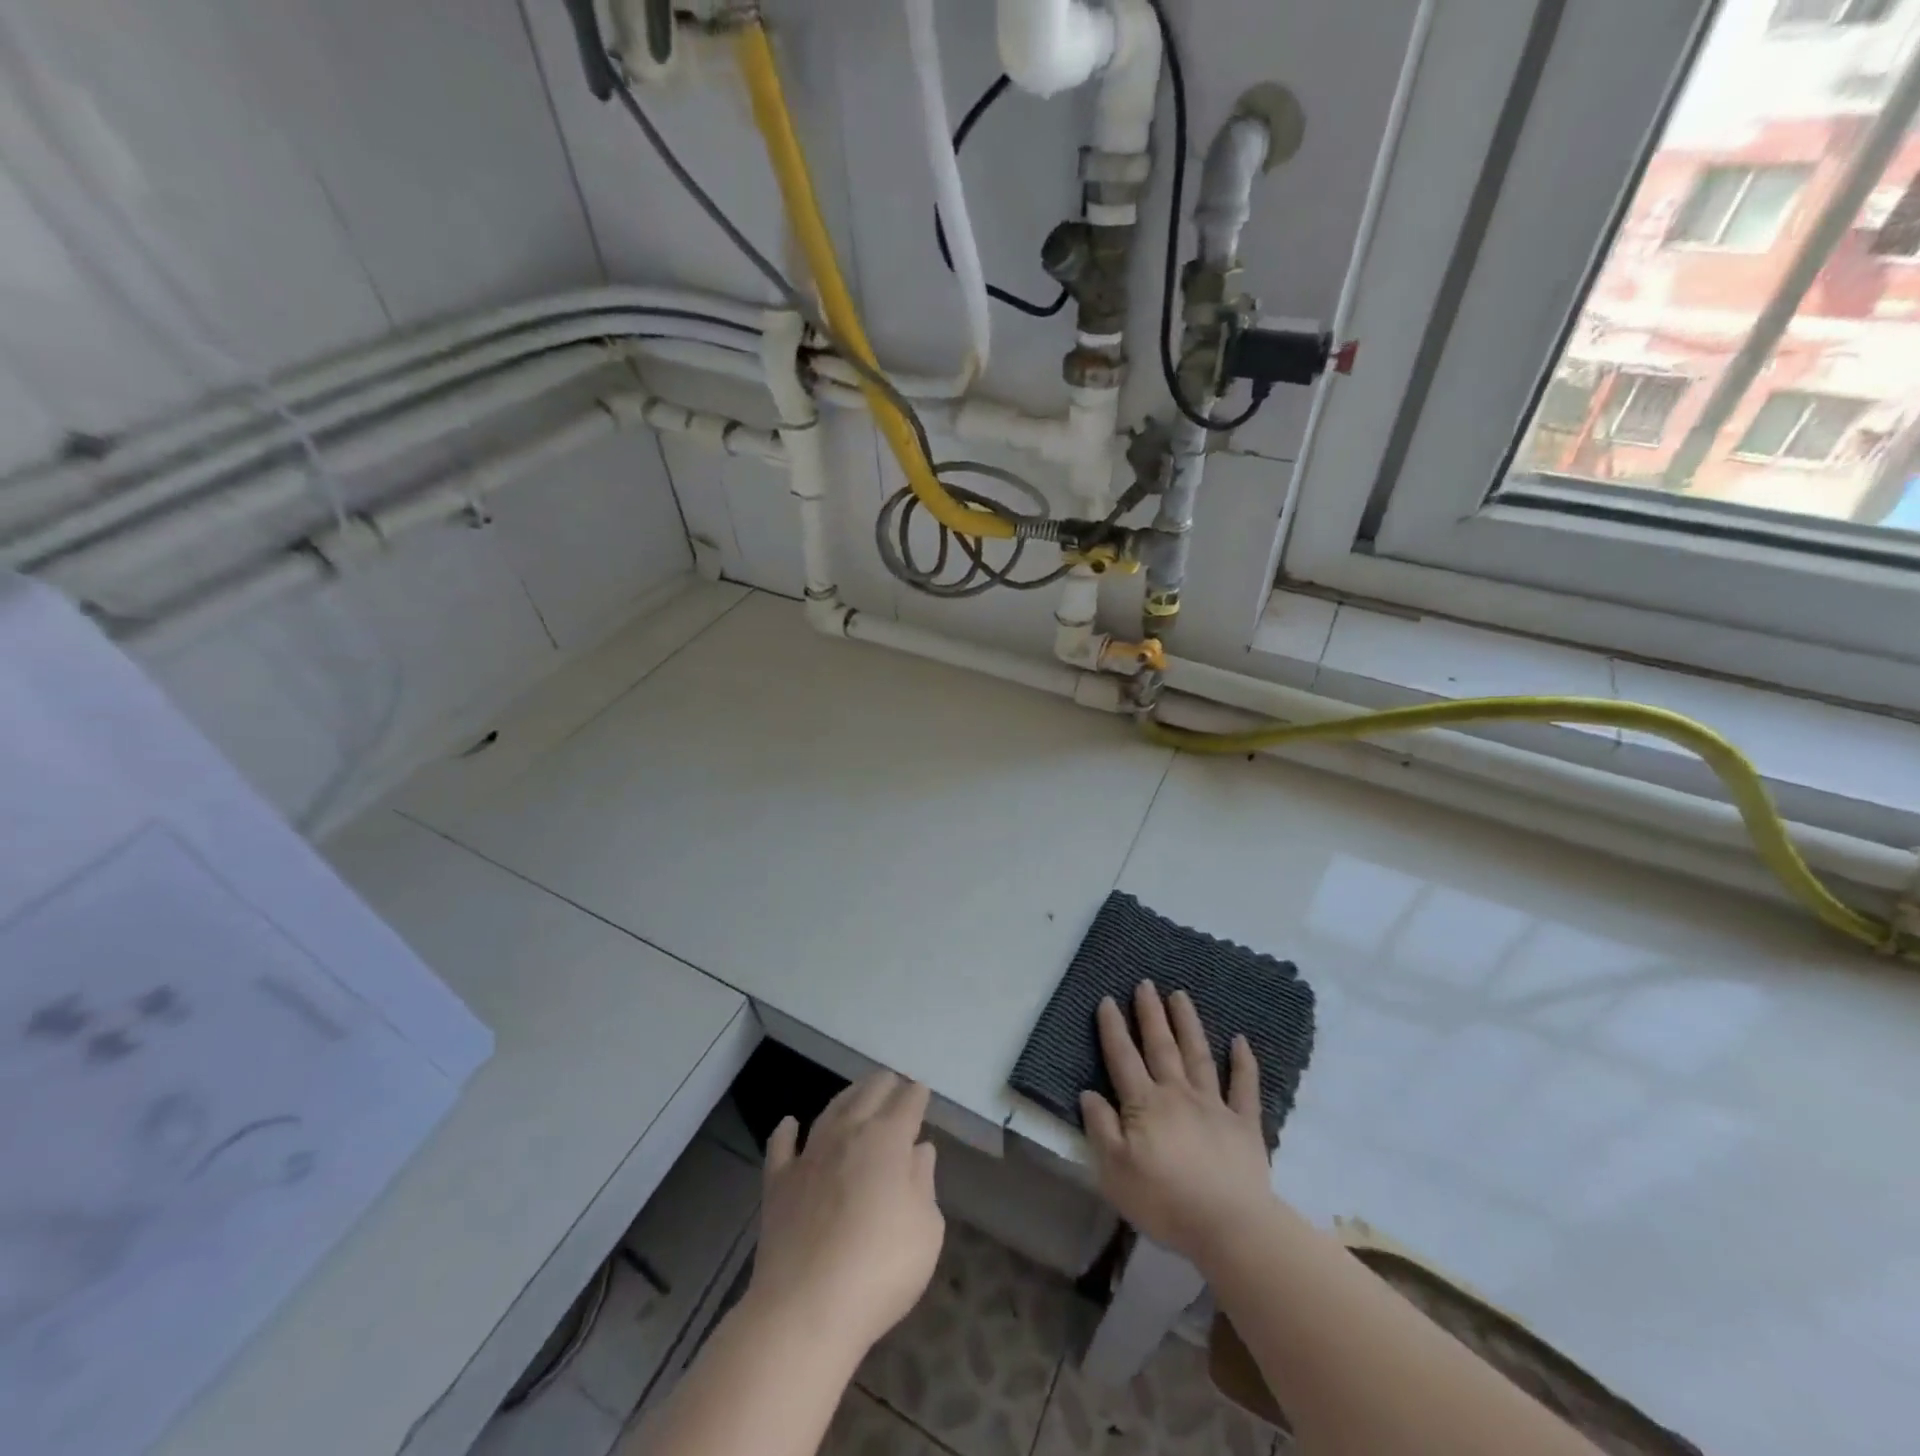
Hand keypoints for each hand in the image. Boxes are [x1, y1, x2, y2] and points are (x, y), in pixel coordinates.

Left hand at [749, 1071, 944, 1358]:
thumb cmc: (879, 1270)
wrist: (805, 1309)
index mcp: (887, 1140)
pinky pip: (781, 1146)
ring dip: (847, 1096)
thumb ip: (923, 1183)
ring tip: (857, 1091)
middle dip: (885, 1084)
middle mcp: (848, 1134)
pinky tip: (789, 1123)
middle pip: (868, 1094)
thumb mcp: (925, 1230)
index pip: (907, 1104)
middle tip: (893, 1081)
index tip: (921, 1090)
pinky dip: (786, 1131)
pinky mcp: (778, 1183)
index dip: (916, 1095)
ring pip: (830, 1110)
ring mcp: (809, 1155)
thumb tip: (918, 1151)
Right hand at [1079, 982, 1273, 1265]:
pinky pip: (1244, 1087)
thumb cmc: (1164, 1201)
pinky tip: (1240, 1040)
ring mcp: (1214, 1106)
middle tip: (1145, 983)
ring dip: (1188, 1023)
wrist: (1230, 1227)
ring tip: (1180, 995)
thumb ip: (1100, 1128)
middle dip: (1150, 1013)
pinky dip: (1243, 1062)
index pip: (1123, 1058)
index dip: (1113, 1029)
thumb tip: (1089, 1093)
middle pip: (1161, 1046)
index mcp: (1145, 1105)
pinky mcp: (1244, 1125)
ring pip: (1198, 1055)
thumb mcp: (1115, 1171)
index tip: (1107, 1000)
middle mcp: (1178, 1094)